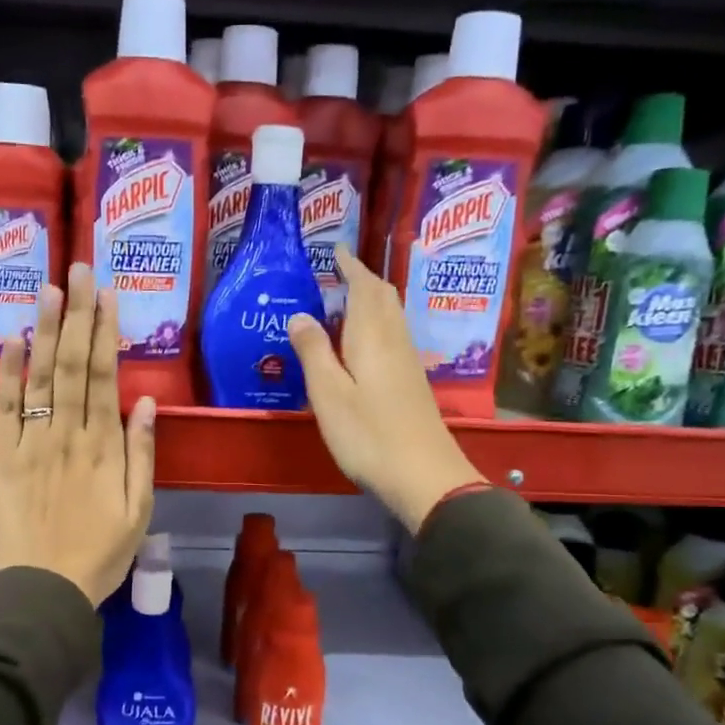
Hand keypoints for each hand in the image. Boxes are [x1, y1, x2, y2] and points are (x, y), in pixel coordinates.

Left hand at [0, 262, 156, 605]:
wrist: (44, 588)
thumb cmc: (101, 552)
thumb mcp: (140, 510)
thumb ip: (143, 454)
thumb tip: (147, 402)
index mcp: (104, 447)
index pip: (104, 377)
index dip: (105, 332)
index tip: (107, 295)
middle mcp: (67, 434)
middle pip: (72, 365)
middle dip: (77, 314)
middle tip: (78, 269)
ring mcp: (31, 443)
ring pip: (40, 377)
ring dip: (46, 330)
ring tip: (50, 288)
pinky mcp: (2, 456)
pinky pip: (5, 408)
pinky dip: (9, 373)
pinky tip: (13, 339)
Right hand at [289, 245, 486, 532]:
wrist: (423, 475)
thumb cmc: (368, 435)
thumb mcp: (328, 394)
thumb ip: (313, 351)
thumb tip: (301, 315)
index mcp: (372, 336)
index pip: (364, 287)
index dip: (350, 265)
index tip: (336, 249)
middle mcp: (394, 341)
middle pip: (383, 297)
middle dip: (363, 278)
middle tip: (338, 270)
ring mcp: (407, 362)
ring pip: (391, 315)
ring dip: (371, 299)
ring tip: (344, 300)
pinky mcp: (410, 382)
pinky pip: (392, 335)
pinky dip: (375, 323)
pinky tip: (361, 342)